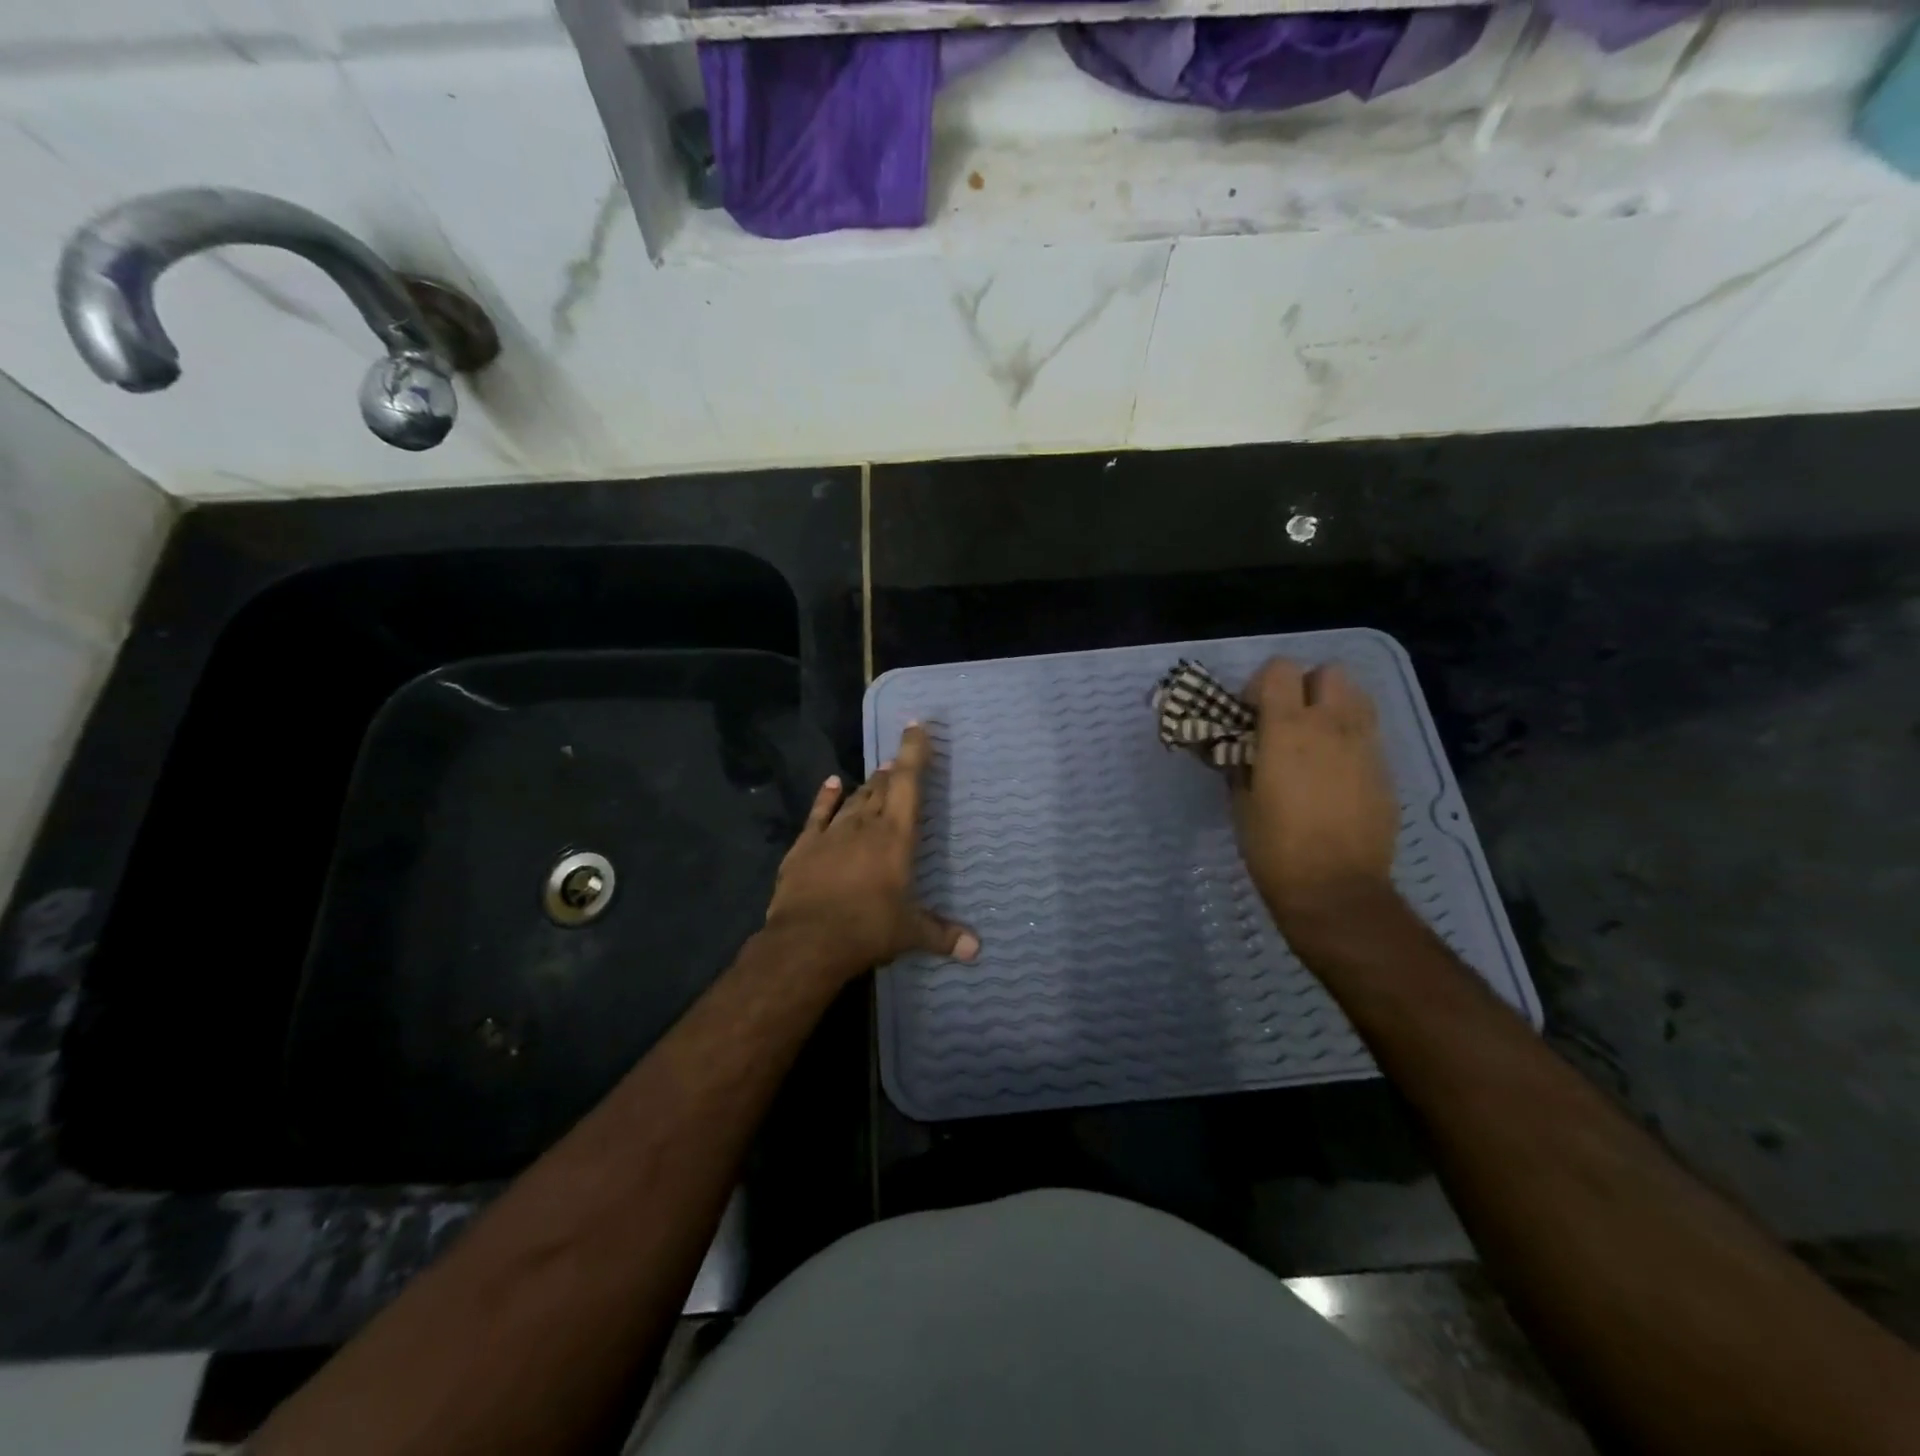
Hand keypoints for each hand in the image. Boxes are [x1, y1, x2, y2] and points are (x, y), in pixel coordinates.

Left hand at [763, 723, 979, 983]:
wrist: (808, 941)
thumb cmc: (868, 929)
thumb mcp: (910, 933)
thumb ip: (943, 935)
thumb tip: (976, 950)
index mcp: (896, 837)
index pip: (908, 783)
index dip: (914, 753)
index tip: (917, 727)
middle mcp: (865, 825)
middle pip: (881, 788)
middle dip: (892, 773)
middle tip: (898, 762)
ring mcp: (832, 832)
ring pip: (854, 799)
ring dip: (867, 785)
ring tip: (877, 773)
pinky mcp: (804, 846)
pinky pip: (818, 813)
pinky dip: (826, 796)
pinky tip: (832, 782)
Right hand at [1232, 659, 1399, 936]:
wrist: (1335, 890)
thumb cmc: (1274, 847)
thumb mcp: (1242, 801)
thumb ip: (1242, 763)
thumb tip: (1240, 749)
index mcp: (1287, 729)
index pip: (1280, 668)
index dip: (1262, 683)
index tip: (1252, 713)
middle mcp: (1331, 726)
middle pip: (1329, 671)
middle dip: (1306, 686)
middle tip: (1288, 719)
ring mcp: (1365, 746)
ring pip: (1357, 697)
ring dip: (1334, 706)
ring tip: (1316, 739)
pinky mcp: (1386, 771)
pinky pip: (1368, 735)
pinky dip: (1351, 739)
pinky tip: (1336, 773)